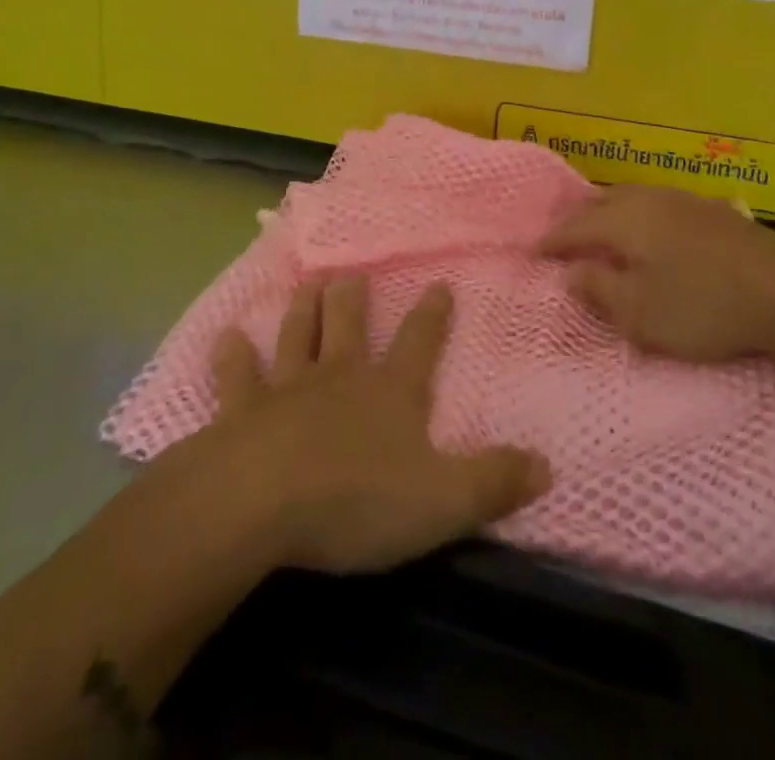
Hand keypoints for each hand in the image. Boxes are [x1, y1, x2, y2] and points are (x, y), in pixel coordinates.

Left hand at [203, 278, 549, 573]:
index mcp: (390, 392)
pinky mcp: (240, 411)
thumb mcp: (443, 501)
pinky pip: (236, 376)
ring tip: (306, 283)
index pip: (420, 342)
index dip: (433, 315)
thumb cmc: (357, 499)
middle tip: (350, 272)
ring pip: (297, 336)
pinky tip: (227, 337)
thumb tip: (547, 464)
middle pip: (349, 325)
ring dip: (302, 310)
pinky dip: (232, 356)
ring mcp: (287, 388)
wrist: (261, 502)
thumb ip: (494, 481)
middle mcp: (340, 376)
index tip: (440, 283)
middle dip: (352, 298)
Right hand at [538, 185, 774, 370]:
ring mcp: (683, 200)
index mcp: (624, 220)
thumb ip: (599, 290)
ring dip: (608, 215)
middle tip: (561, 241)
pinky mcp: (711, 211)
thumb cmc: (703, 305)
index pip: (574, 228)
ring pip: (630, 199)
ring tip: (600, 232)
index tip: (532, 254)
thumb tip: (570, 272)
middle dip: (576, 221)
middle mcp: (648, 200)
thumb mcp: (641, 312)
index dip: (551, 242)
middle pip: (600, 204)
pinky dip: (638, 217)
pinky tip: (650, 232)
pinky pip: (657, 206)